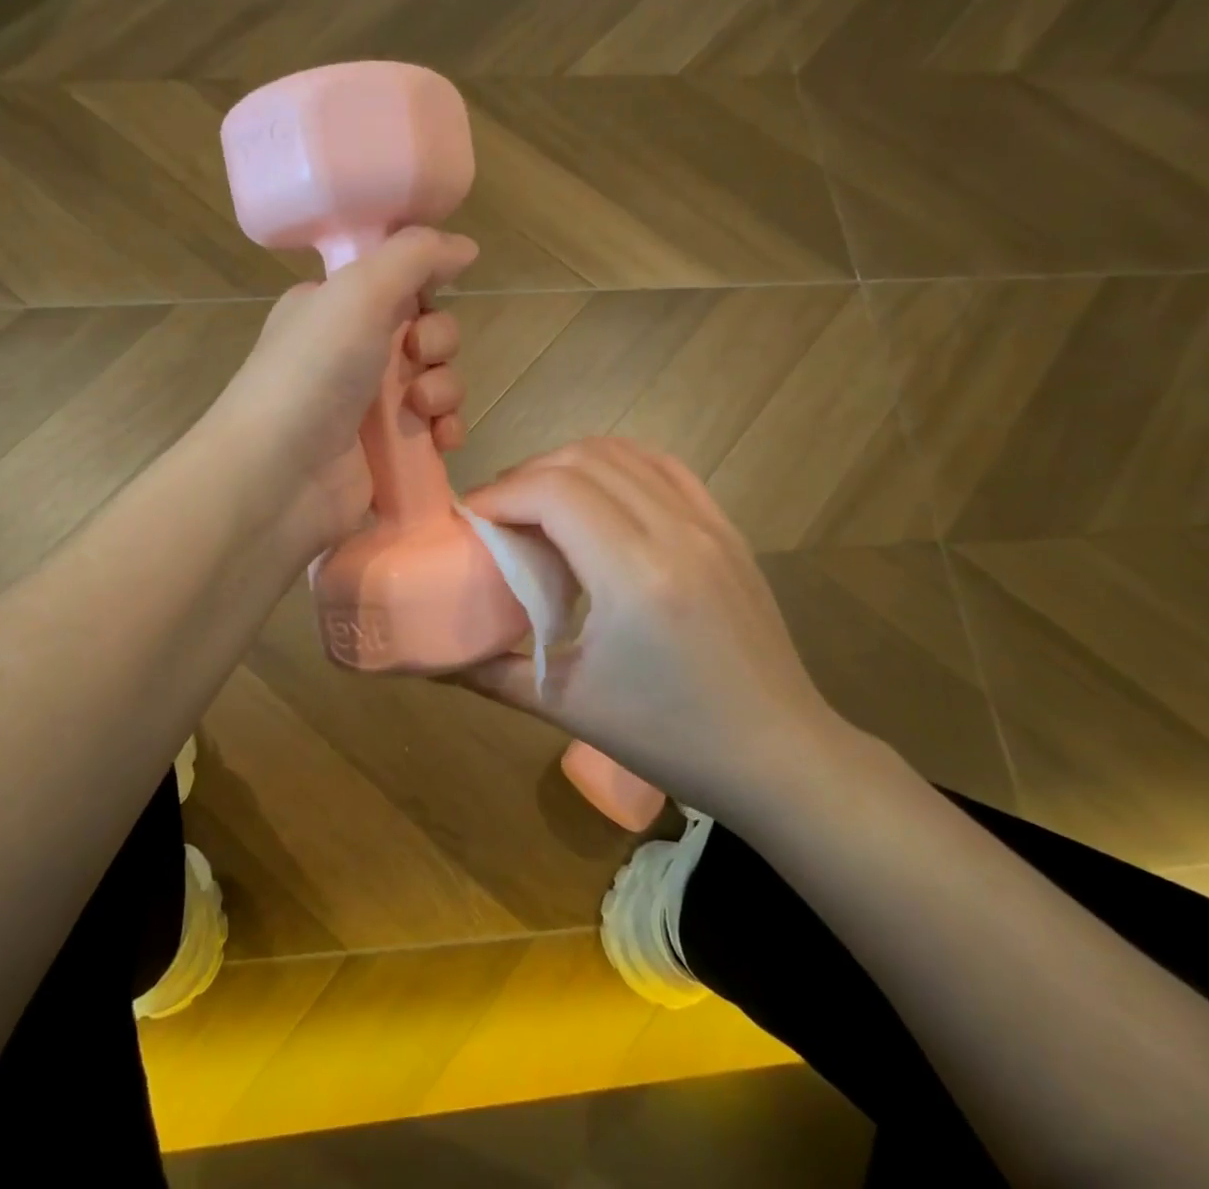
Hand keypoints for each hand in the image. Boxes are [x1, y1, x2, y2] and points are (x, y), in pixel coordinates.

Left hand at [210, 228, 479, 558]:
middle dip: (438, 342)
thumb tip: (465, 246)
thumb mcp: (359, 291)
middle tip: (418, 355)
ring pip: (436, 383)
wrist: (278, 477)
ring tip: (423, 408)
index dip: (423, 289)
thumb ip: (414, 256)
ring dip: (446, 389)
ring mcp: (368, 407)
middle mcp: (350, 353)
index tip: (426, 298)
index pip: (397, 284)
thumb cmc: (313, 373)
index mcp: (334, 308)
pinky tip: (441, 440)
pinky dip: (446, 431)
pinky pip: (435, 430)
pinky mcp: (386, 453)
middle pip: (424, 333)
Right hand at [453, 438, 855, 815]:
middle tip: (496, 515)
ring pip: (623, 453)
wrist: (777, 755)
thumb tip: (430, 660)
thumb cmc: (669, 738)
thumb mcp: (568, 706)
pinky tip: (596, 495)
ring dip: (568, 465)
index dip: (500, 494)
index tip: (469, 519)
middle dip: (525, 476)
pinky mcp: (726, 528)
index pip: (553, 492)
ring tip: (538, 503)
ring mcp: (708, 523)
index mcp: (634, 576)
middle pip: (582, 460)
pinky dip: (617, 465)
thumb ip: (490, 673)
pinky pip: (663, 466)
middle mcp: (674, 532)